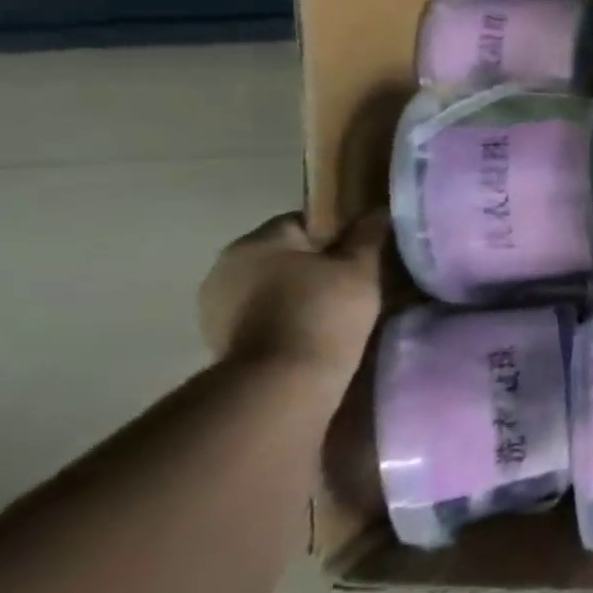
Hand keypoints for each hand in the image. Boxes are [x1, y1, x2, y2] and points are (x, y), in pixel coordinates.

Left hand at [198, 213, 387, 371]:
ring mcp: (215, 304)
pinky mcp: (217, 338)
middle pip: (283, 254)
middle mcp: (226, 265)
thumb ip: (368, 236)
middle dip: (315, 264)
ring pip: (269, 285)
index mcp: (258, 241)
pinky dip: (283, 317)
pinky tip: (310, 331)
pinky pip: (259, 314)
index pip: (304, 221)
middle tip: (353, 283)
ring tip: (334, 311)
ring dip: (296, 292)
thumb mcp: (361, 268)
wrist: (283, 381)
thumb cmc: (325, 311)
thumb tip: (377, 211)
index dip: (338, 234)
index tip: (362, 255)